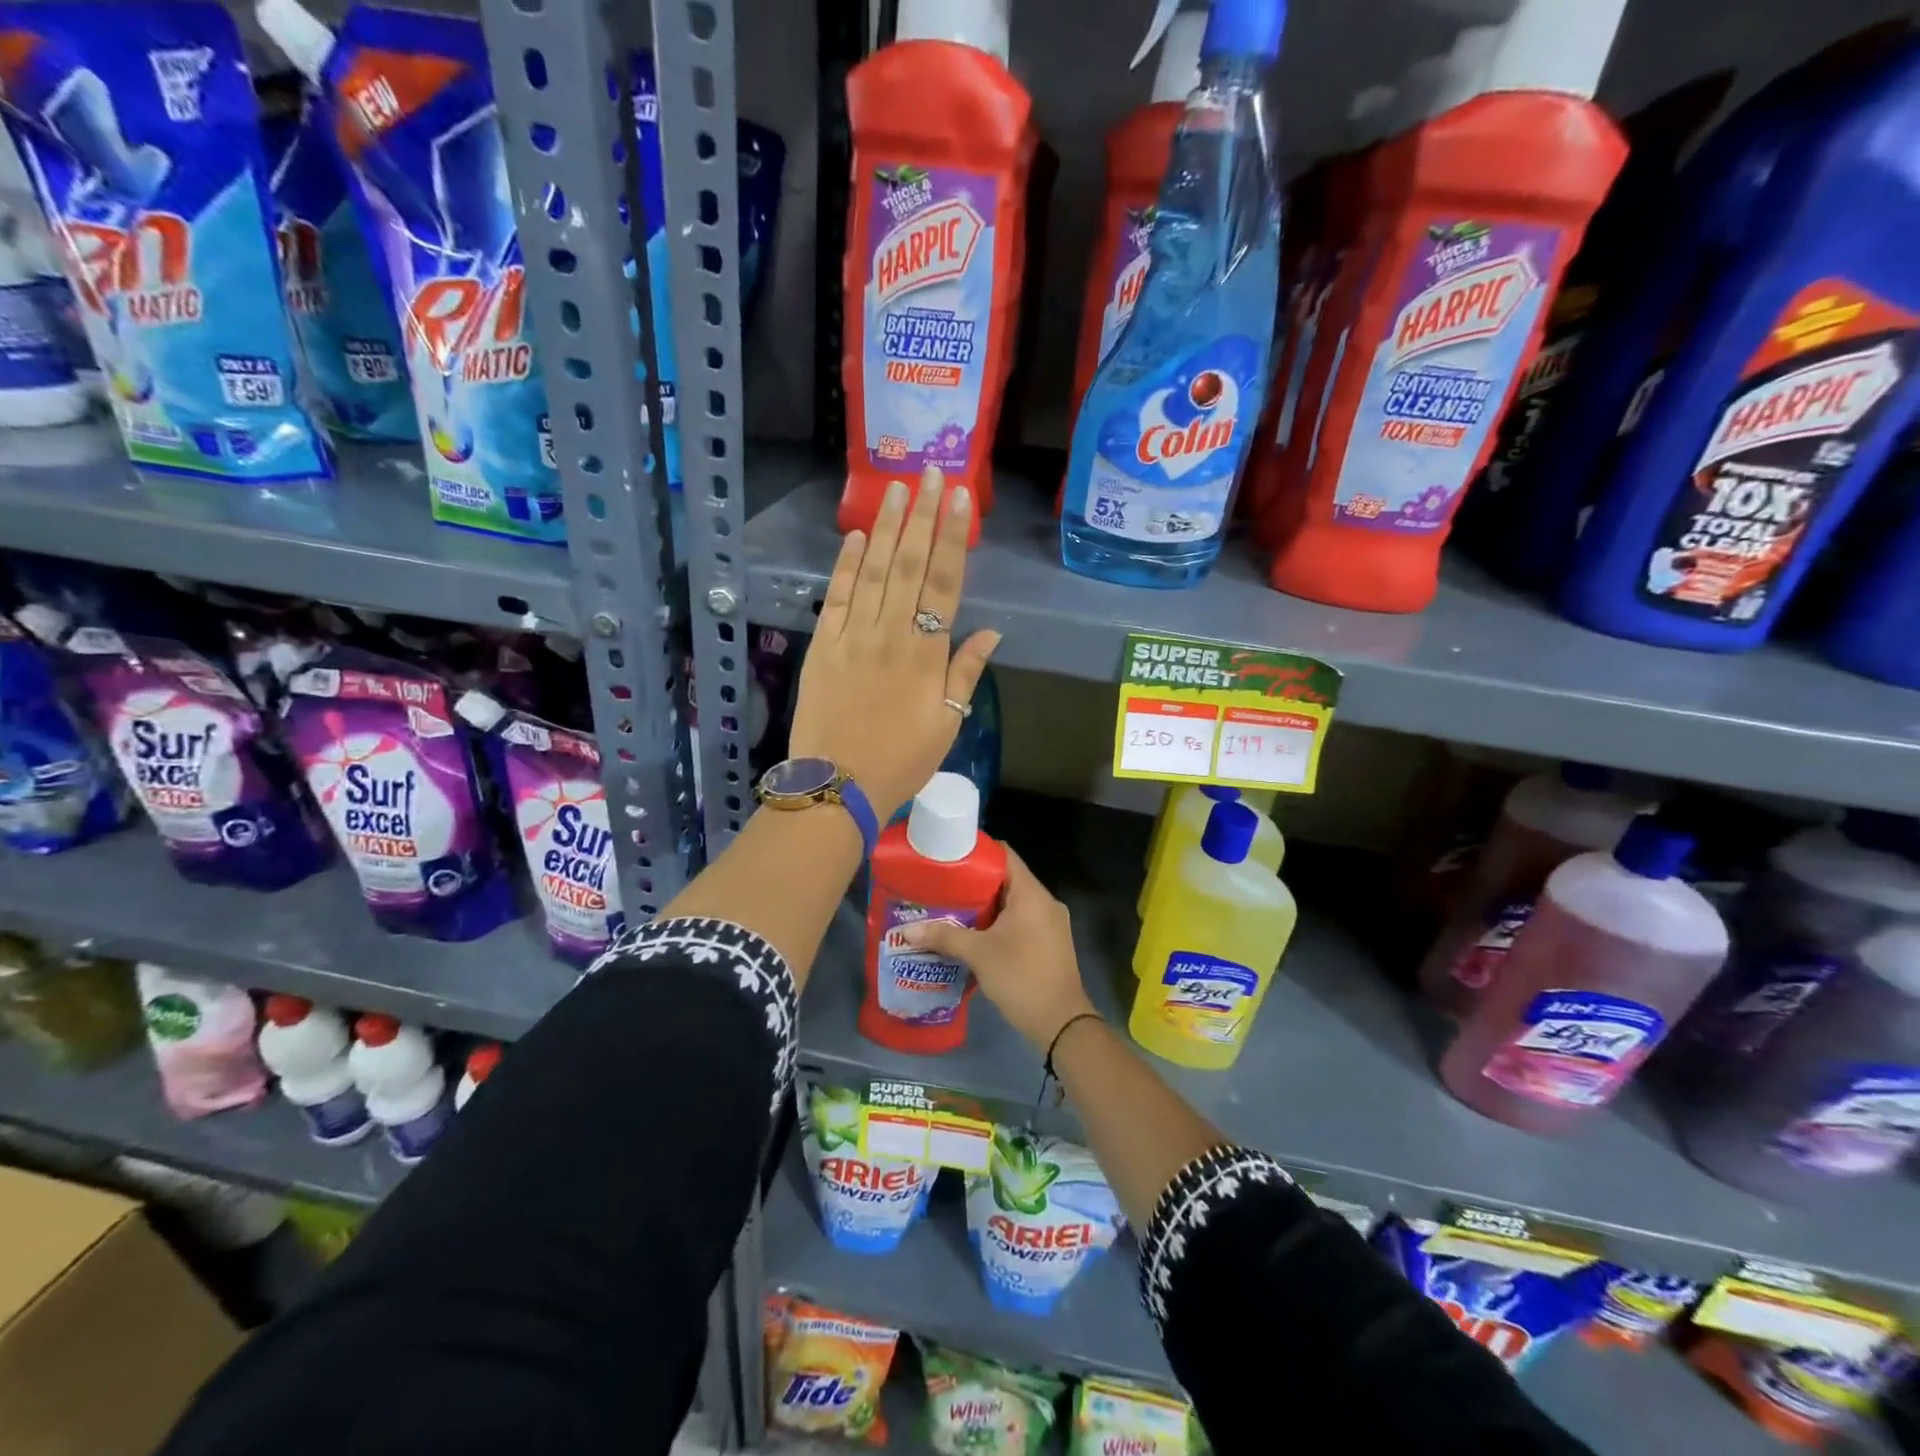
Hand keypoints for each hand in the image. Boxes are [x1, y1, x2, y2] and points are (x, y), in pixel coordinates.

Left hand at [787, 466, 999, 821]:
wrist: (838, 785)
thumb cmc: (902, 759)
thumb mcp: (948, 724)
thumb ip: (966, 674)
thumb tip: (991, 633)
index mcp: (926, 654)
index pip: (945, 583)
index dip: (954, 538)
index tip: (960, 499)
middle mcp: (891, 634)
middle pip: (910, 566)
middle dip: (923, 516)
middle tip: (931, 472)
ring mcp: (853, 636)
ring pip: (874, 572)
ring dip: (888, 528)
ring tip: (898, 488)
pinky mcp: (823, 645)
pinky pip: (837, 597)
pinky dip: (847, 565)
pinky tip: (858, 536)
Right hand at [898, 847, 1096, 1053]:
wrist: (1061, 1024)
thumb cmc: (1021, 978)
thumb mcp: (979, 955)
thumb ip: (944, 937)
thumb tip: (907, 930)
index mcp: (1032, 894)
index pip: (1005, 854)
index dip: (977, 852)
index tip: (949, 857)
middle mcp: (1045, 902)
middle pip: (1006, 879)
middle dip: (974, 883)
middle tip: (942, 887)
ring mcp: (1050, 923)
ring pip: (1012, 903)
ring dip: (984, 906)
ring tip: (951, 909)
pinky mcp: (1049, 942)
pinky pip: (1020, 921)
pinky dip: (998, 923)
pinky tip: (973, 935)